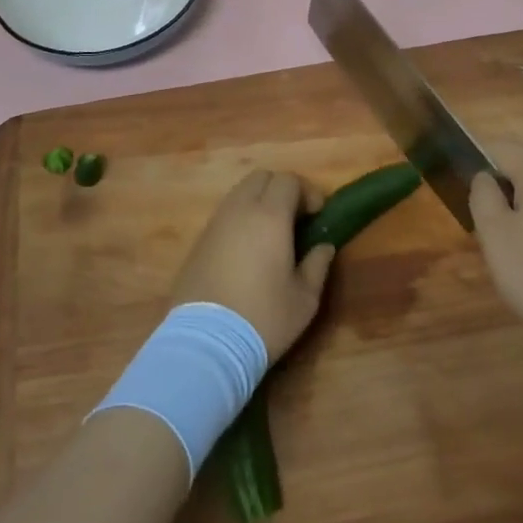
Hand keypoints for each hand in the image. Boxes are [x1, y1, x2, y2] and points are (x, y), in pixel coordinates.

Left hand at [171, 170, 334, 360]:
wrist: (205, 344)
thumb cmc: (263, 318)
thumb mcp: (304, 299)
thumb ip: (317, 265)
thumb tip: (324, 247)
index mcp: (269, 216)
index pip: (288, 180)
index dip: (307, 192)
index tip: (317, 215)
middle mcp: (240, 210)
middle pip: (261, 178)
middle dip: (281, 190)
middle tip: (295, 219)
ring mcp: (215, 224)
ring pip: (239, 193)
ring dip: (258, 203)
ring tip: (271, 234)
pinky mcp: (199, 241)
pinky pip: (224, 215)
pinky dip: (240, 219)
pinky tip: (247, 250)